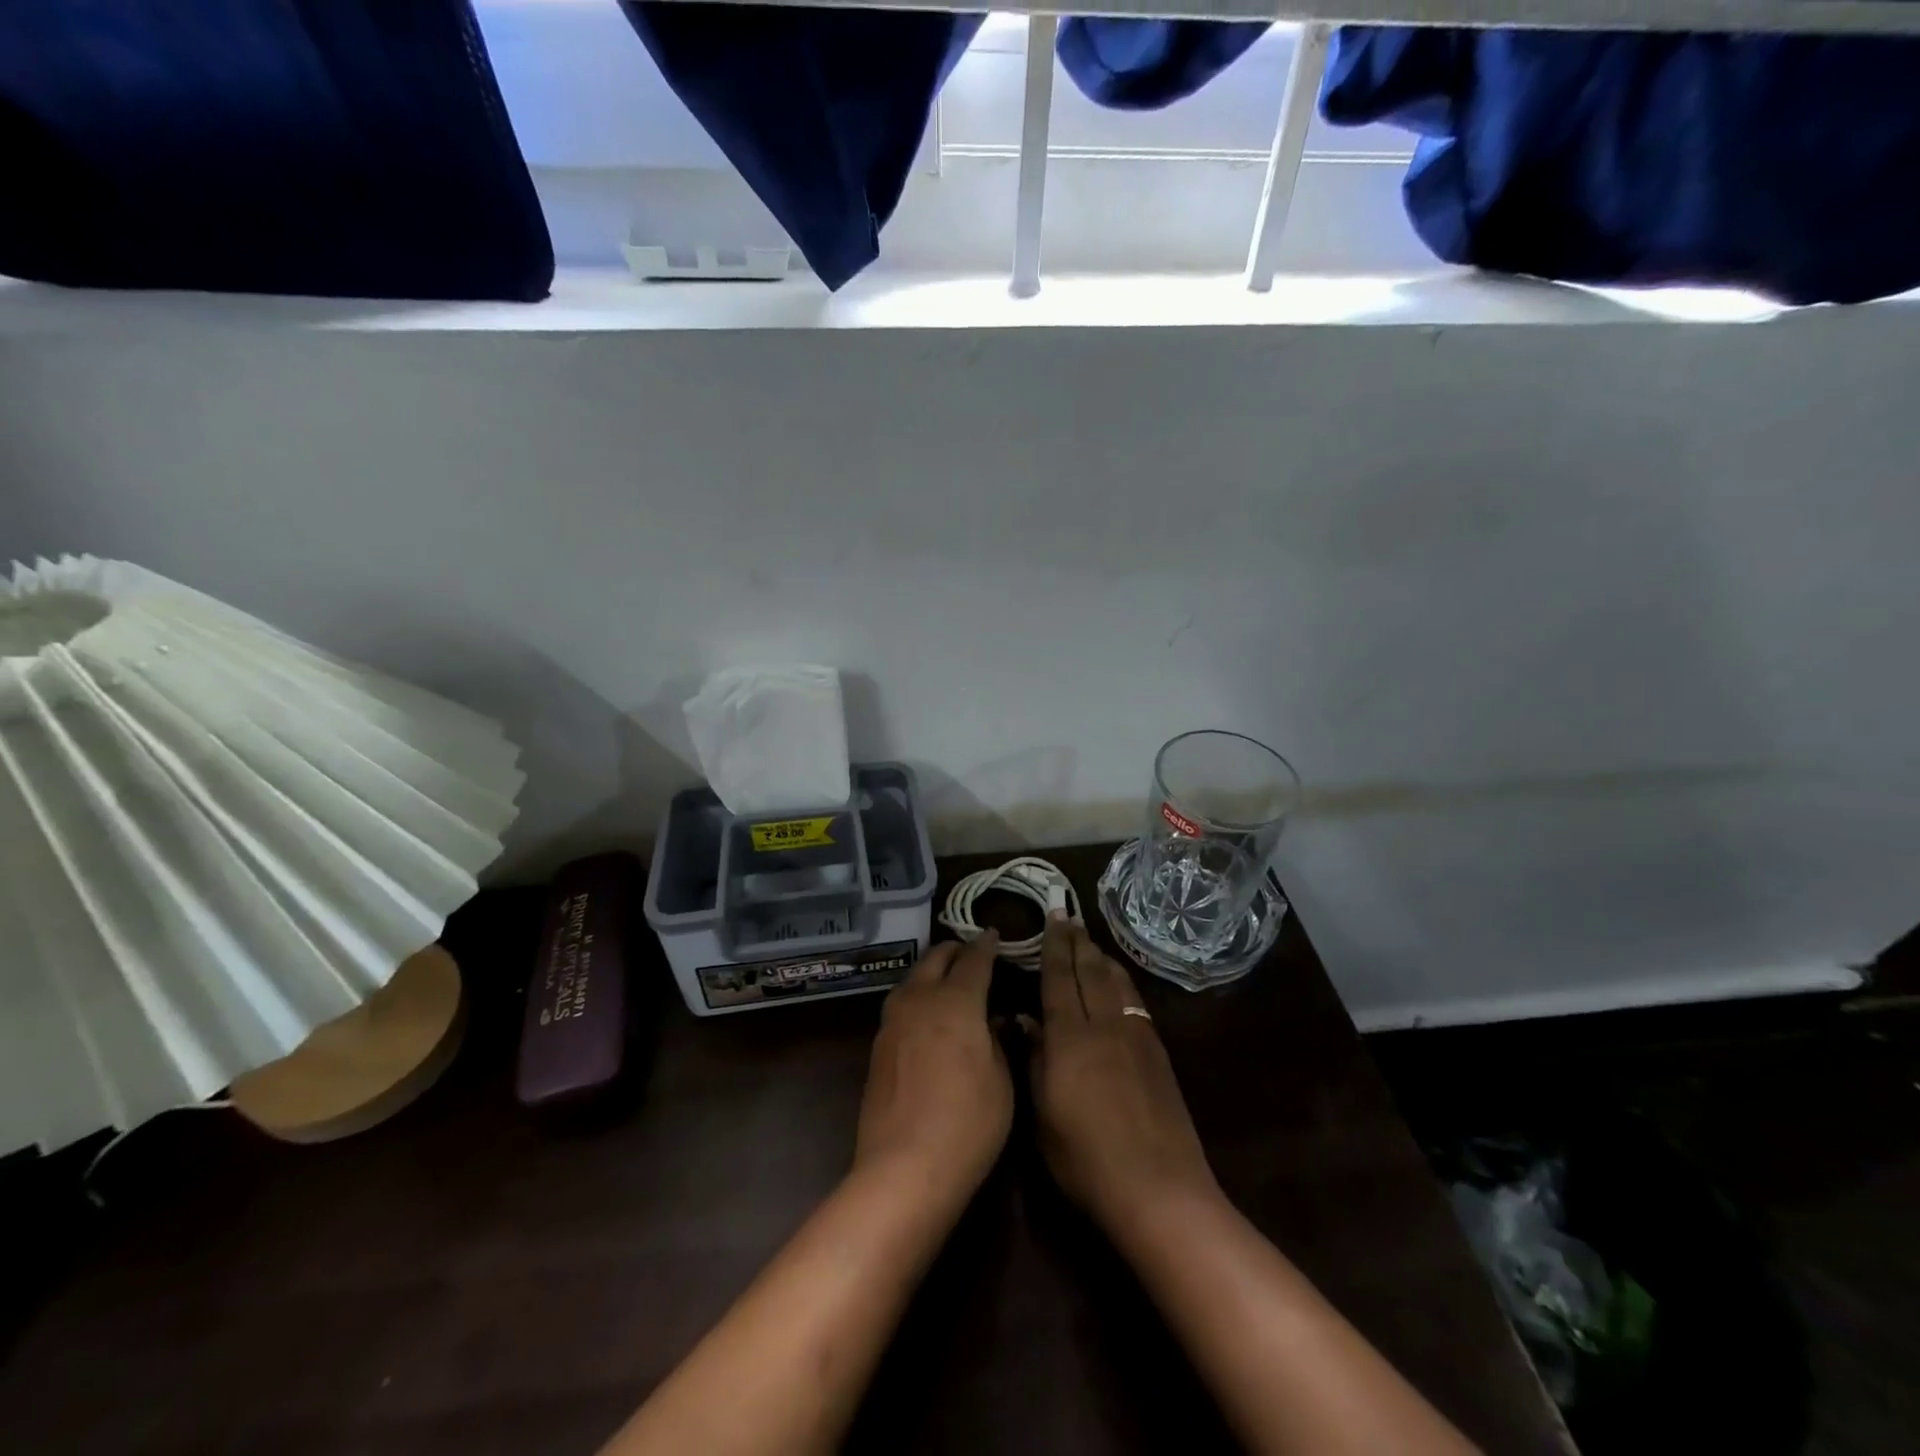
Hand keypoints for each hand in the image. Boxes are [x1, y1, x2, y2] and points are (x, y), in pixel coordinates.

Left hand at [853, 933, 1012, 1207]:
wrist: (904, 1168)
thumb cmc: (968, 1124)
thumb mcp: (1001, 1081)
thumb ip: (996, 1040)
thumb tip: (991, 1018)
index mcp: (956, 1002)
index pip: (974, 960)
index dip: (986, 945)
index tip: (994, 935)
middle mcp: (920, 1000)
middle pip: (936, 959)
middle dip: (955, 950)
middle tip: (972, 952)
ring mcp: (893, 1021)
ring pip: (913, 978)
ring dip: (932, 970)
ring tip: (948, 978)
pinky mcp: (878, 1045)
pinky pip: (902, 1003)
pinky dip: (918, 995)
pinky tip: (927, 1013)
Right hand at [1026, 918, 1220, 1237]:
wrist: (1159, 1189)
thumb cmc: (1087, 1160)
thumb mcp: (1043, 1116)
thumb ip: (1034, 1061)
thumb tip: (1024, 1021)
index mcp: (1070, 1038)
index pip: (1059, 978)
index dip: (1053, 945)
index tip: (1051, 916)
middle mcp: (1104, 1024)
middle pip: (1089, 971)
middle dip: (1076, 941)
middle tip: (1067, 916)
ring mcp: (1135, 1035)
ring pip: (1116, 981)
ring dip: (1100, 957)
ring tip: (1089, 942)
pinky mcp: (1157, 1052)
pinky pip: (1134, 1000)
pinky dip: (1122, 980)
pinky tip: (1118, 982)